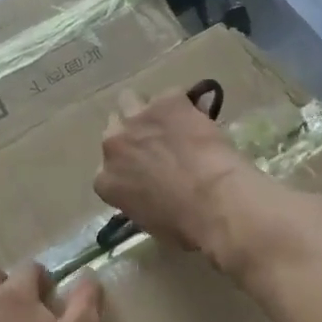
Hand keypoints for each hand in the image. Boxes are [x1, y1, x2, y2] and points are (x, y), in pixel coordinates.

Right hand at [94, 88, 262, 262]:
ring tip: (172, 121)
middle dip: (132, 135)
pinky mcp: (167, 101)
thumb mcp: (152, 223)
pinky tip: (199, 117)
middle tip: (158, 145)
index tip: (144, 173)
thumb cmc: (186, 226)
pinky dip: (183, 105)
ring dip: (148, 111)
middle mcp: (113, 145)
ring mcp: (138, 119)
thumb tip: (155, 196)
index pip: (107, 170)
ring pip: (131, 101)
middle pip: (115, 129)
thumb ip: (141, 201)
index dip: (127, 168)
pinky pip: (171, 96)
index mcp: (106, 182)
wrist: (215, 200)